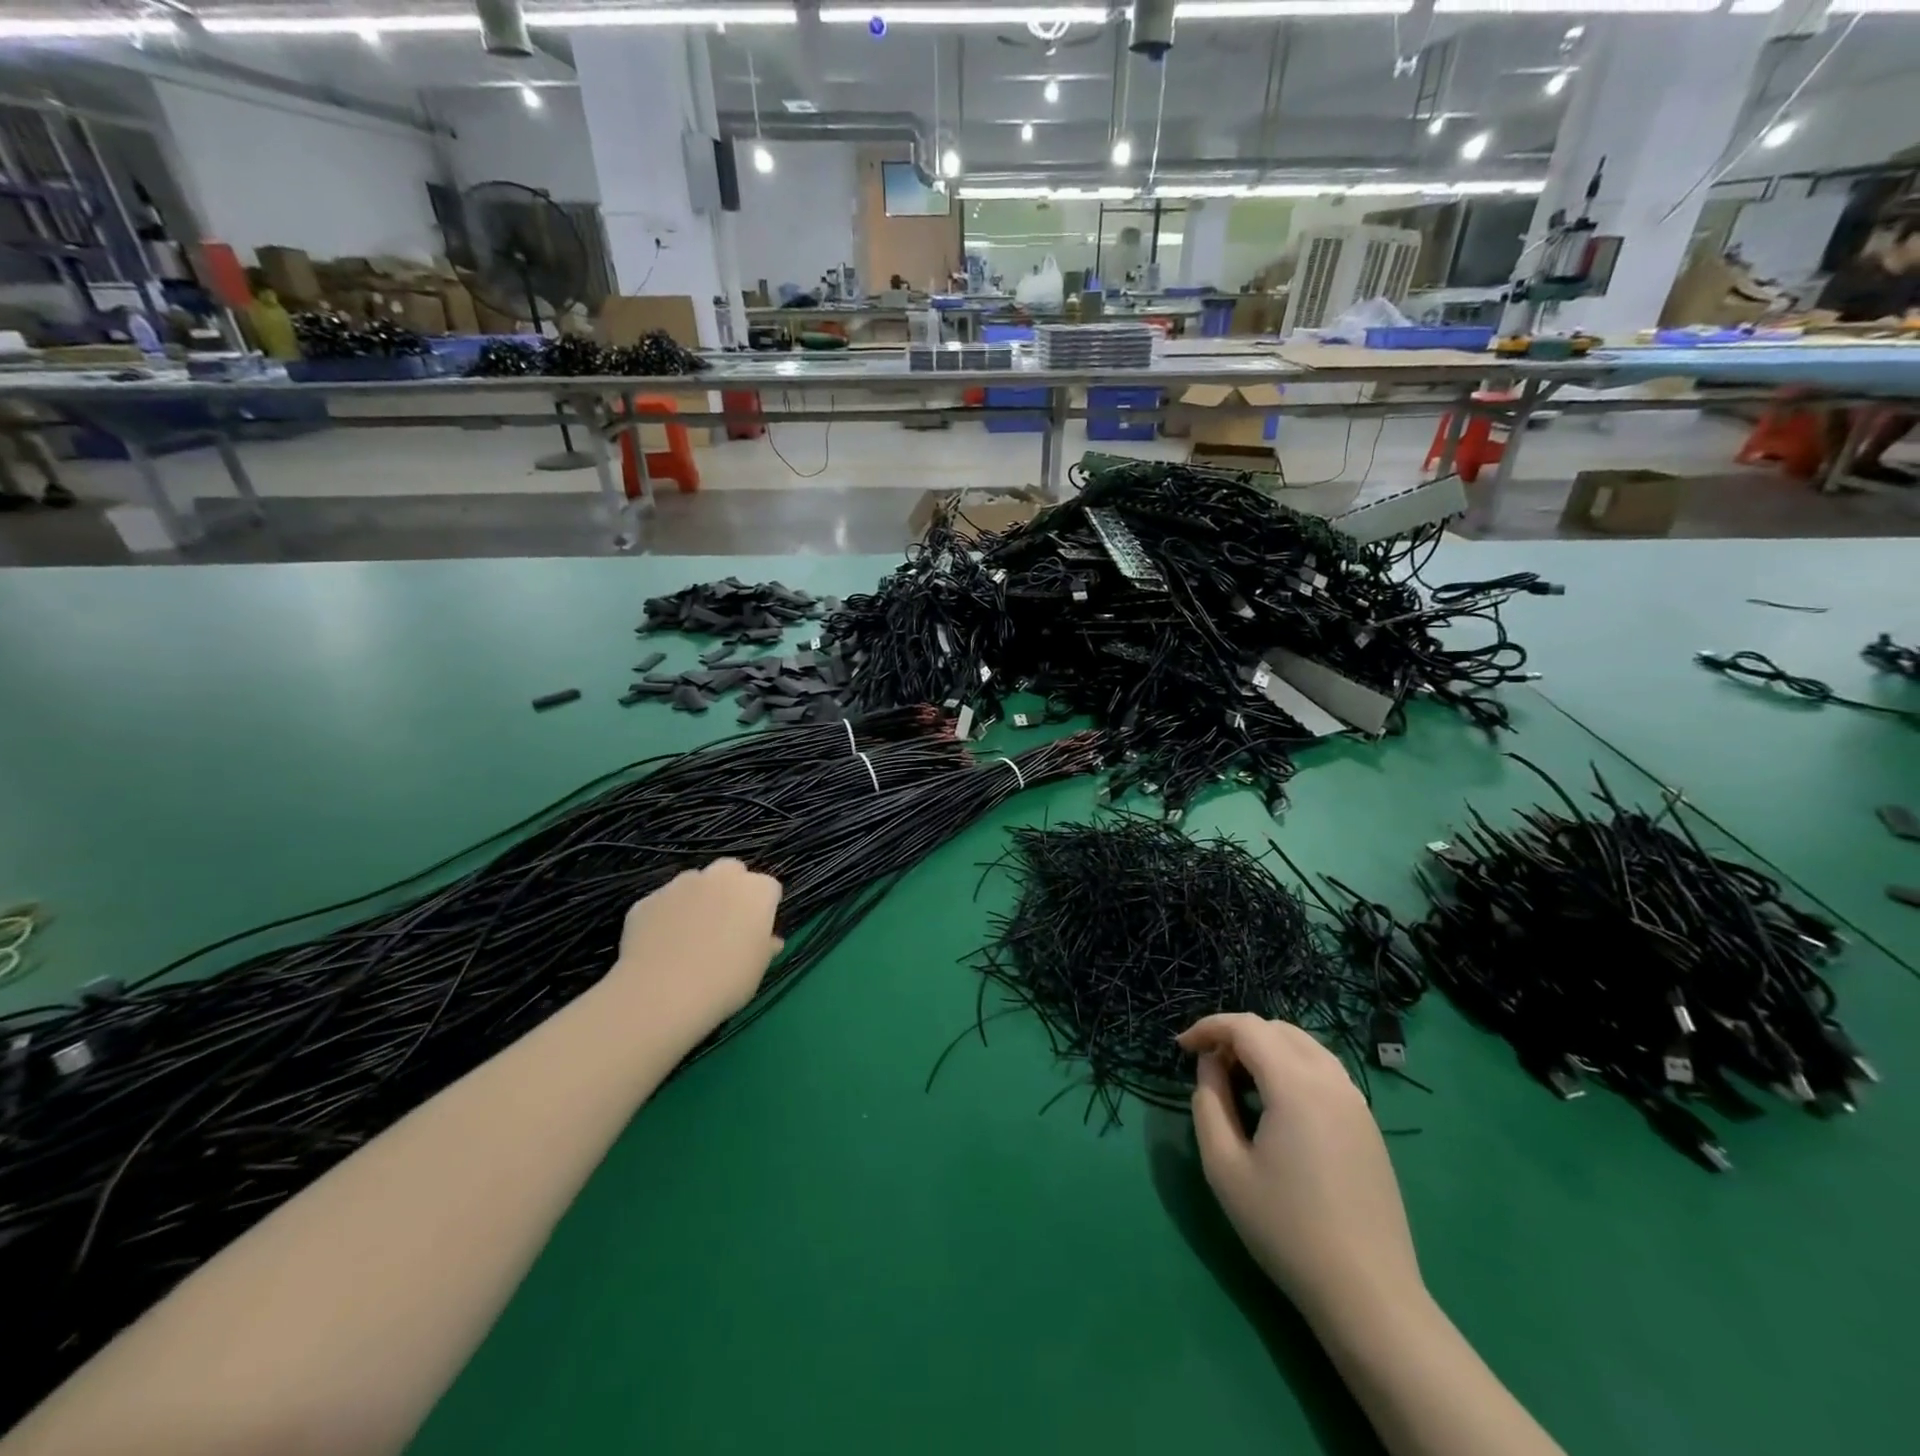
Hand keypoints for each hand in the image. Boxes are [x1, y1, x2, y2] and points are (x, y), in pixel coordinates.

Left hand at [610, 860, 782, 1033]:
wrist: (662, 993)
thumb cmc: (725, 982)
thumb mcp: (758, 970)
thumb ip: (765, 947)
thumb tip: (769, 941)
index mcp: (756, 892)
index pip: (769, 888)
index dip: (764, 907)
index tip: (757, 930)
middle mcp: (720, 878)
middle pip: (731, 871)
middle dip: (731, 889)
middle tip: (726, 923)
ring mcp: (680, 885)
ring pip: (694, 883)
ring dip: (697, 899)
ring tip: (689, 935)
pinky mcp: (648, 900)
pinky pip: (663, 903)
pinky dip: (665, 916)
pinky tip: (661, 945)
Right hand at [1179, 1013, 1423, 1328]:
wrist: (1368, 1295)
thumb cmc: (1286, 1229)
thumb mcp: (1224, 1167)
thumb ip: (1209, 1103)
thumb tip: (1210, 1067)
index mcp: (1295, 1084)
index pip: (1246, 1027)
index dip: (1208, 1027)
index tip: (1181, 1047)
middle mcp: (1331, 1080)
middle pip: (1276, 1029)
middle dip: (1235, 1036)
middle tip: (1208, 1066)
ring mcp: (1356, 1102)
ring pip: (1304, 1046)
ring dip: (1265, 1048)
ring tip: (1238, 1080)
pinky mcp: (1368, 1125)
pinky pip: (1324, 1071)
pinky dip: (1292, 1067)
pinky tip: (1277, 1104)